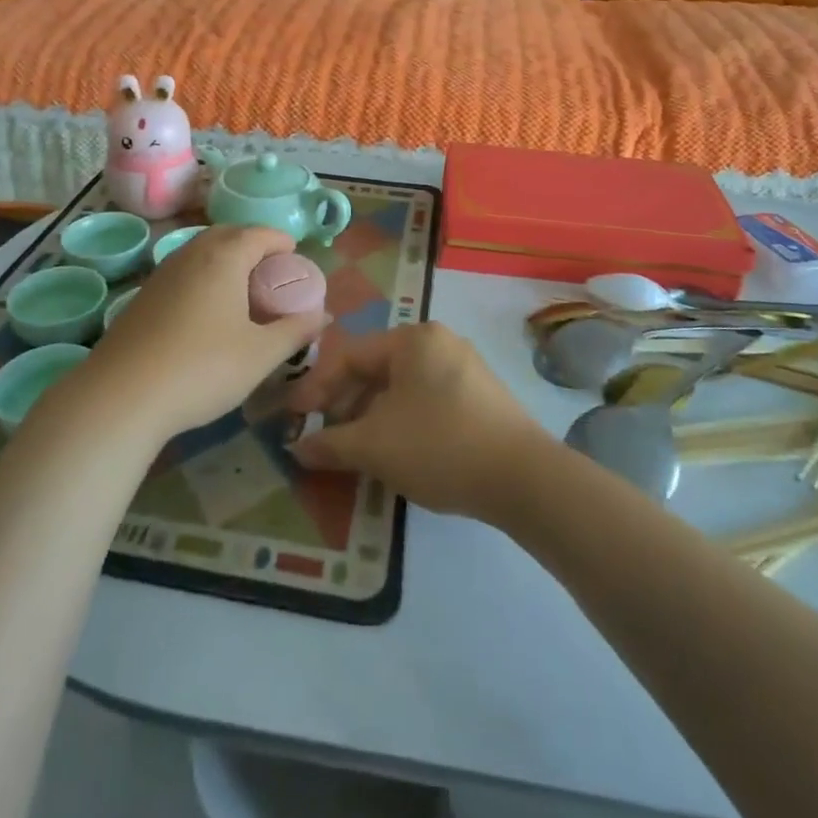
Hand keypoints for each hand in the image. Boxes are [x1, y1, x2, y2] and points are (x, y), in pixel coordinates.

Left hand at [85, 225, 325, 438]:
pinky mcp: (142, 298)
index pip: (258, 233)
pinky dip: (202, 277)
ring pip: (200, 251)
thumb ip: (295, 330)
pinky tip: (205, 312)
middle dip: (252, 244)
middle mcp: (191, 255)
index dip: (280, 241)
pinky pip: (182, 272)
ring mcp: (161, 274)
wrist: (121, 397)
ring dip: (224, 259)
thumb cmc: (202, 369)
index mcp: (223, 258)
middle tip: (270, 271)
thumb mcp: (260, 354)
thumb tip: (323, 315)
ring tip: (241, 290)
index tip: (295, 257)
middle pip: (227, 234)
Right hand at [286, 323, 548, 520]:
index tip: (294, 418)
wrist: (523, 478)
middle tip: (324, 437)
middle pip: (376, 369)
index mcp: (412, 339)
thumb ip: (329, 443)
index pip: (349, 356)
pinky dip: (401, 421)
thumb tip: (297, 447)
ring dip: (371, 416)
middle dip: (345, 404)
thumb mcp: (374, 446)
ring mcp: (464, 367)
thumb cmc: (438, 446)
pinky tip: (396, 451)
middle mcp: (439, 342)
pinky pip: (426, 400)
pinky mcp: (481, 396)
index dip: (316, 388)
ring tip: (356, 450)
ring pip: (401, 387)